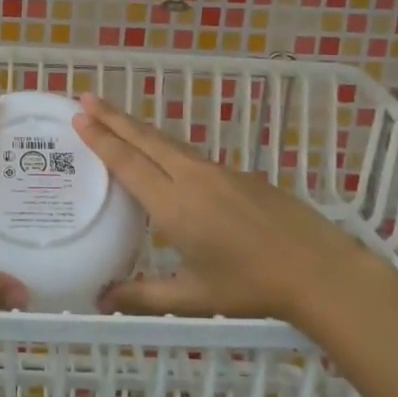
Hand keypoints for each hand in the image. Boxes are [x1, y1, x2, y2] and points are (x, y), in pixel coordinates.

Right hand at [73, 93, 396, 322]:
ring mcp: (218, 172)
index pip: (128, 163)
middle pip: (145, 140)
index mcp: (174, 205)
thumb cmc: (251, 286)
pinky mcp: (239, 174)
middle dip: (113, 117)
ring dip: (138, 127)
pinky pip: (191, 153)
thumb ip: (143, 296)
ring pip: (169, 143)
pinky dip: (165, 145)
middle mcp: (191, 178)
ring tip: (115, 116)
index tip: (80, 116)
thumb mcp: (193, 296)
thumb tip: (101, 300)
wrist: (317, 268)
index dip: (101, 139)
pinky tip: (163, 153)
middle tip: (87, 97)